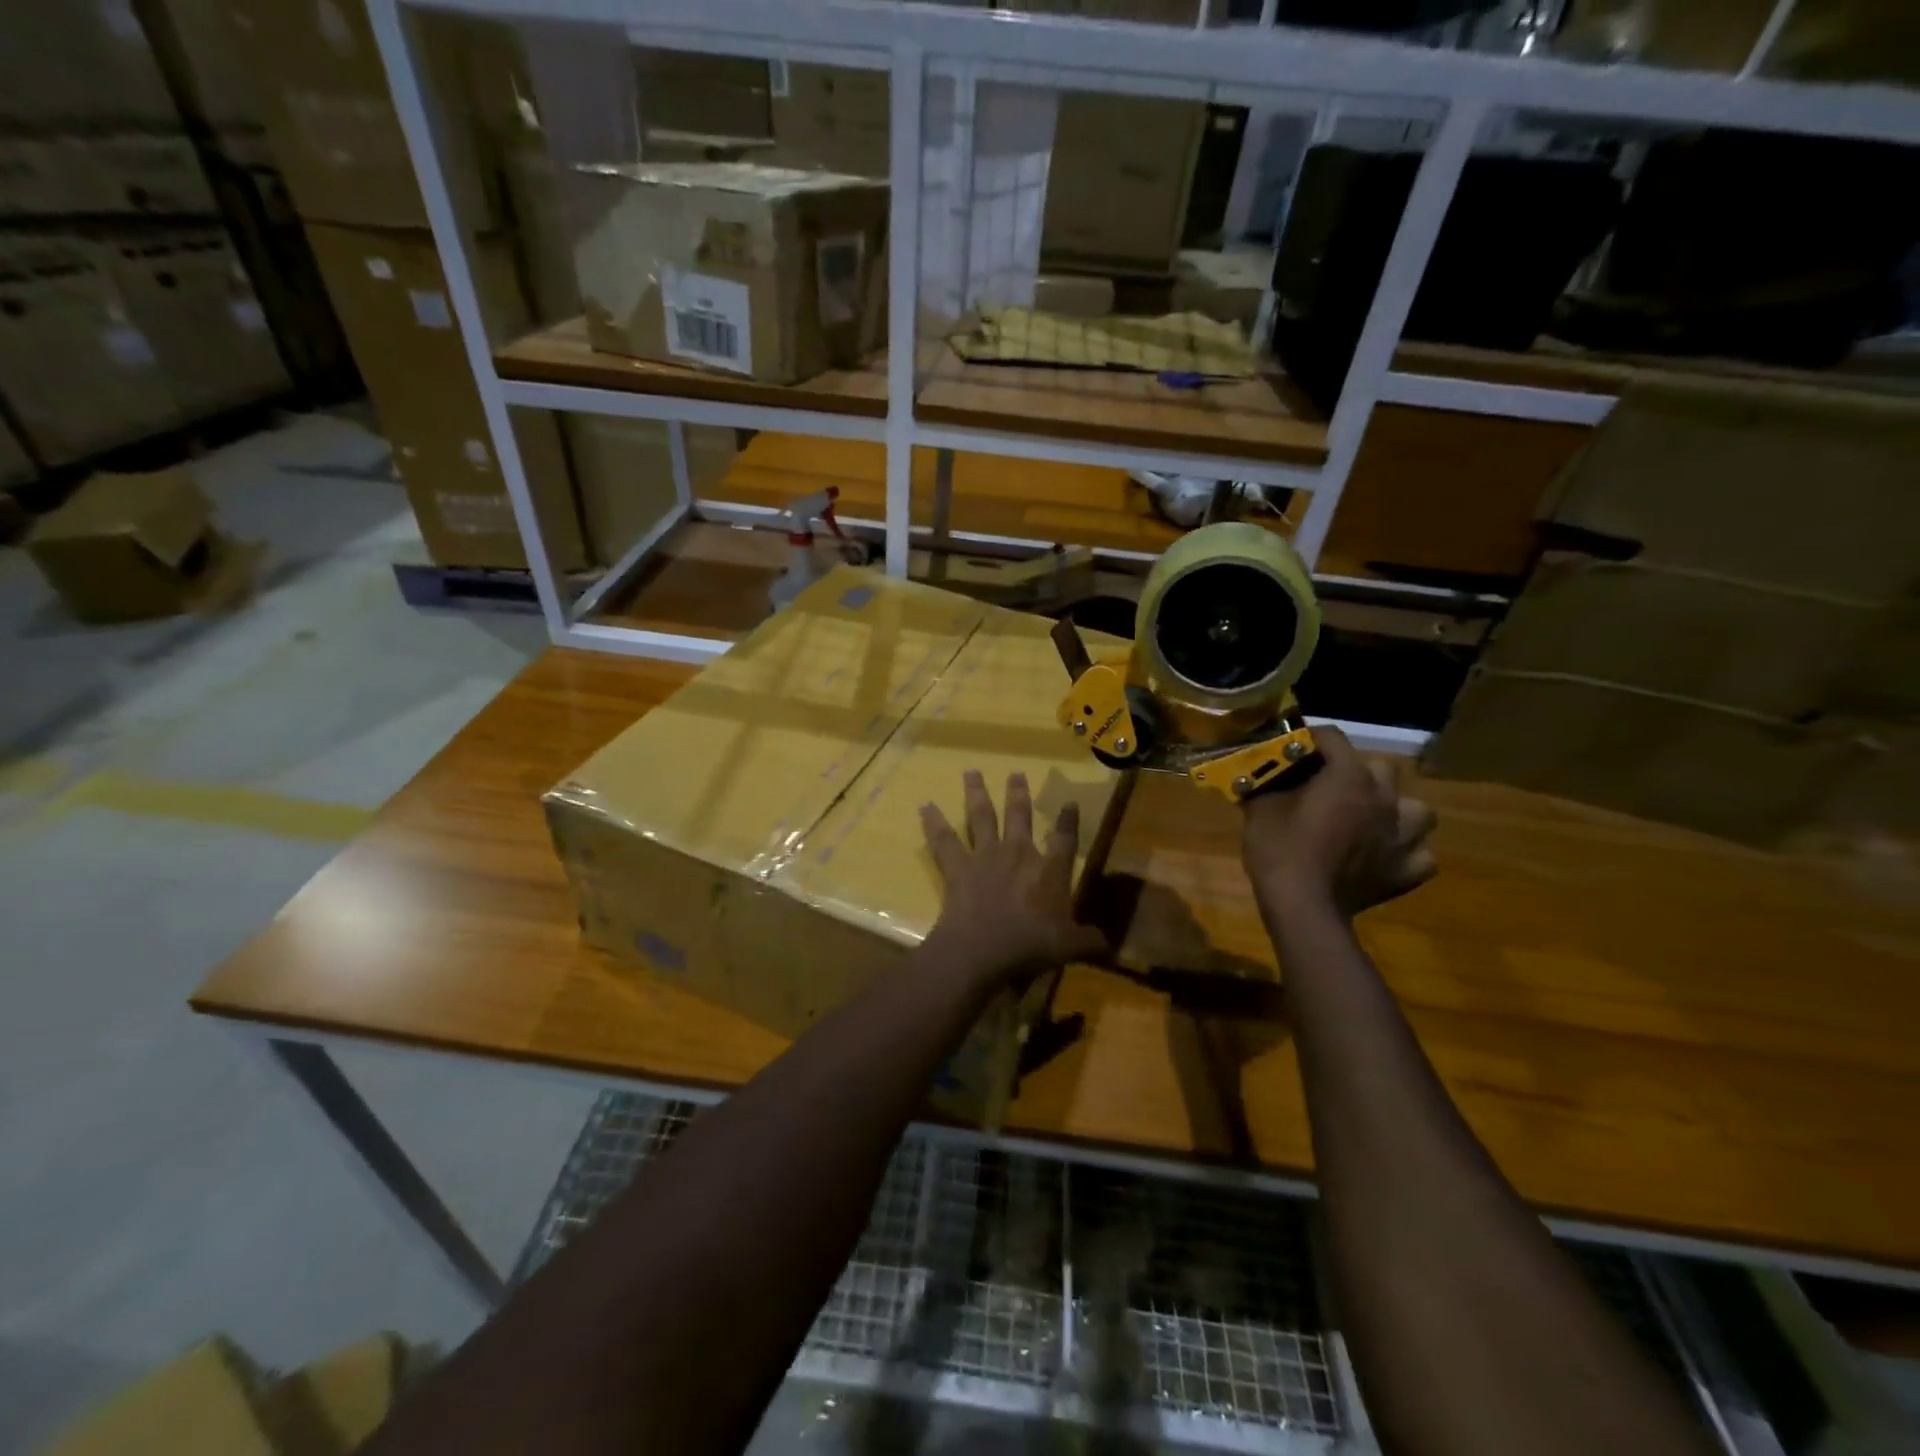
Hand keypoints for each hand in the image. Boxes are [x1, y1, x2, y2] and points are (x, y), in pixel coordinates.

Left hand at [921, 771, 1109, 983]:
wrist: (981, 949)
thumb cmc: (1029, 946)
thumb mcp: (1068, 947)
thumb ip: (1089, 942)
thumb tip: (1110, 945)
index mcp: (1049, 871)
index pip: (1064, 840)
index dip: (1068, 821)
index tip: (1069, 802)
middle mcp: (1018, 854)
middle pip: (1019, 816)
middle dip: (1018, 794)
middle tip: (1015, 773)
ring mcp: (985, 857)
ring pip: (981, 817)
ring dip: (976, 793)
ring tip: (971, 772)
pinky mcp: (957, 867)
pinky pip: (943, 841)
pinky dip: (933, 823)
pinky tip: (924, 806)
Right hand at [1242, 727, 1437, 918]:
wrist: (1304, 907)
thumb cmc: (1280, 849)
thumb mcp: (1259, 808)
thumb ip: (1267, 781)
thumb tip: (1262, 771)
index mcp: (1348, 776)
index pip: (1333, 737)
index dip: (1312, 739)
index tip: (1294, 748)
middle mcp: (1384, 798)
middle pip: (1381, 768)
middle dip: (1359, 773)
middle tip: (1333, 788)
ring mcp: (1403, 836)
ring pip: (1417, 810)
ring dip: (1396, 811)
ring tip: (1371, 821)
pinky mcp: (1408, 871)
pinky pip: (1421, 855)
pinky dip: (1405, 853)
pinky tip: (1385, 857)